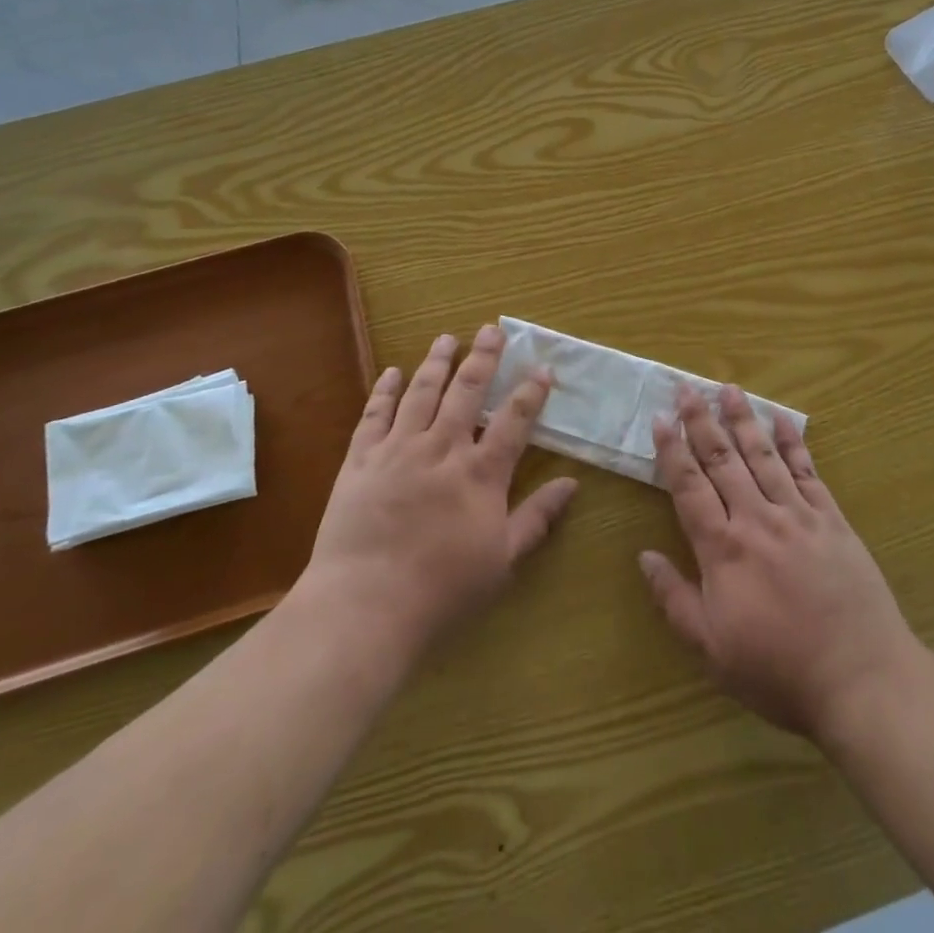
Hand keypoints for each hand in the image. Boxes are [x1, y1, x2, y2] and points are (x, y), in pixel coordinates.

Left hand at [304, 326, 577, 662]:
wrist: (365, 604)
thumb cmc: (442, 589)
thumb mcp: (502, 560)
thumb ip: (537, 518)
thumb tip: (572, 484)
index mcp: (480, 472)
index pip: (513, 421)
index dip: (531, 392)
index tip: (542, 368)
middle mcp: (442, 448)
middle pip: (467, 391)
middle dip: (484, 358)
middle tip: (491, 329)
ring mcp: (398, 449)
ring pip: (422, 392)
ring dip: (437, 362)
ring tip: (448, 338)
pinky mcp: (361, 460)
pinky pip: (374, 415)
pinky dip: (385, 390)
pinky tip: (392, 372)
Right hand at [640, 386, 921, 741]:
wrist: (862, 680)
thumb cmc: (778, 671)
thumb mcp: (712, 649)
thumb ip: (674, 599)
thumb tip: (644, 556)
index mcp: (723, 549)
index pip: (689, 487)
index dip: (672, 451)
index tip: (661, 418)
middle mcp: (757, 520)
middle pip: (723, 460)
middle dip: (702, 422)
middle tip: (687, 388)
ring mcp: (798, 515)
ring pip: (762, 456)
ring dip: (742, 420)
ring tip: (728, 389)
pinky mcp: (832, 520)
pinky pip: (808, 472)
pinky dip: (793, 443)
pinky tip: (782, 420)